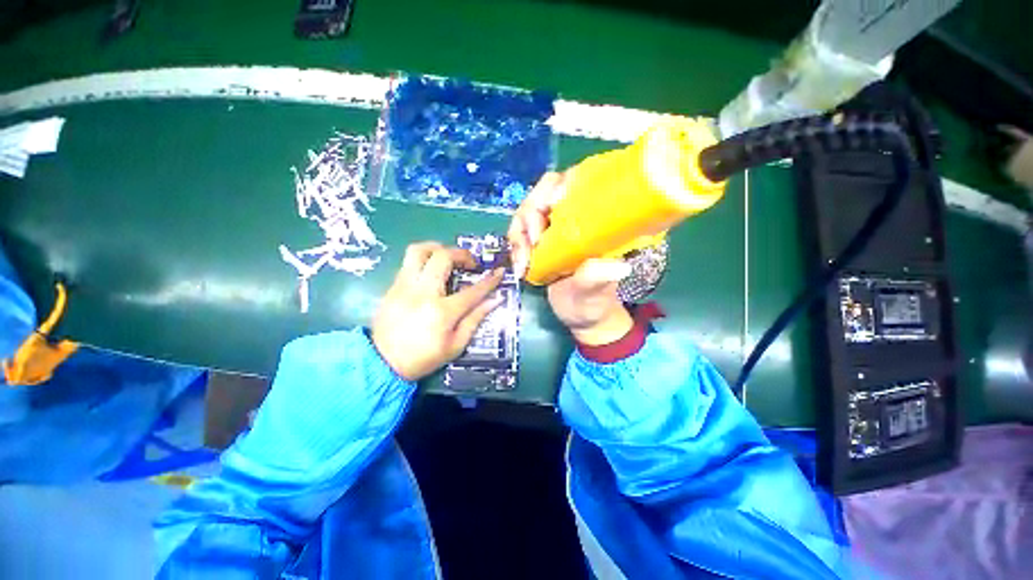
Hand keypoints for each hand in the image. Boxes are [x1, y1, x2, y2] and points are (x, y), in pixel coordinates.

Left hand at [372, 242, 503, 380]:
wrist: (382, 363)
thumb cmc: (423, 357)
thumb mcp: (456, 345)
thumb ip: (475, 319)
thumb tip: (495, 300)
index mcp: (443, 312)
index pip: (473, 290)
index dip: (490, 280)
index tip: (499, 272)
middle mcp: (423, 292)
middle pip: (443, 257)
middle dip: (462, 254)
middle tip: (469, 264)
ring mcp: (404, 286)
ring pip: (419, 250)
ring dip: (437, 248)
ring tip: (447, 257)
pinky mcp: (393, 286)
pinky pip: (408, 262)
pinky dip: (424, 260)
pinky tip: (430, 272)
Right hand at [508, 172, 633, 345]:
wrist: (580, 316)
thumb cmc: (594, 302)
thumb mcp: (596, 293)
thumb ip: (599, 279)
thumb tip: (619, 267)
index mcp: (596, 219)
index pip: (577, 182)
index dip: (560, 186)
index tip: (551, 207)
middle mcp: (573, 216)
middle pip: (544, 193)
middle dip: (530, 215)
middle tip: (530, 244)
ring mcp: (553, 227)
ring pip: (527, 212)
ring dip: (519, 235)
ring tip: (522, 264)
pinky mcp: (539, 240)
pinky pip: (519, 231)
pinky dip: (515, 246)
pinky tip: (520, 267)